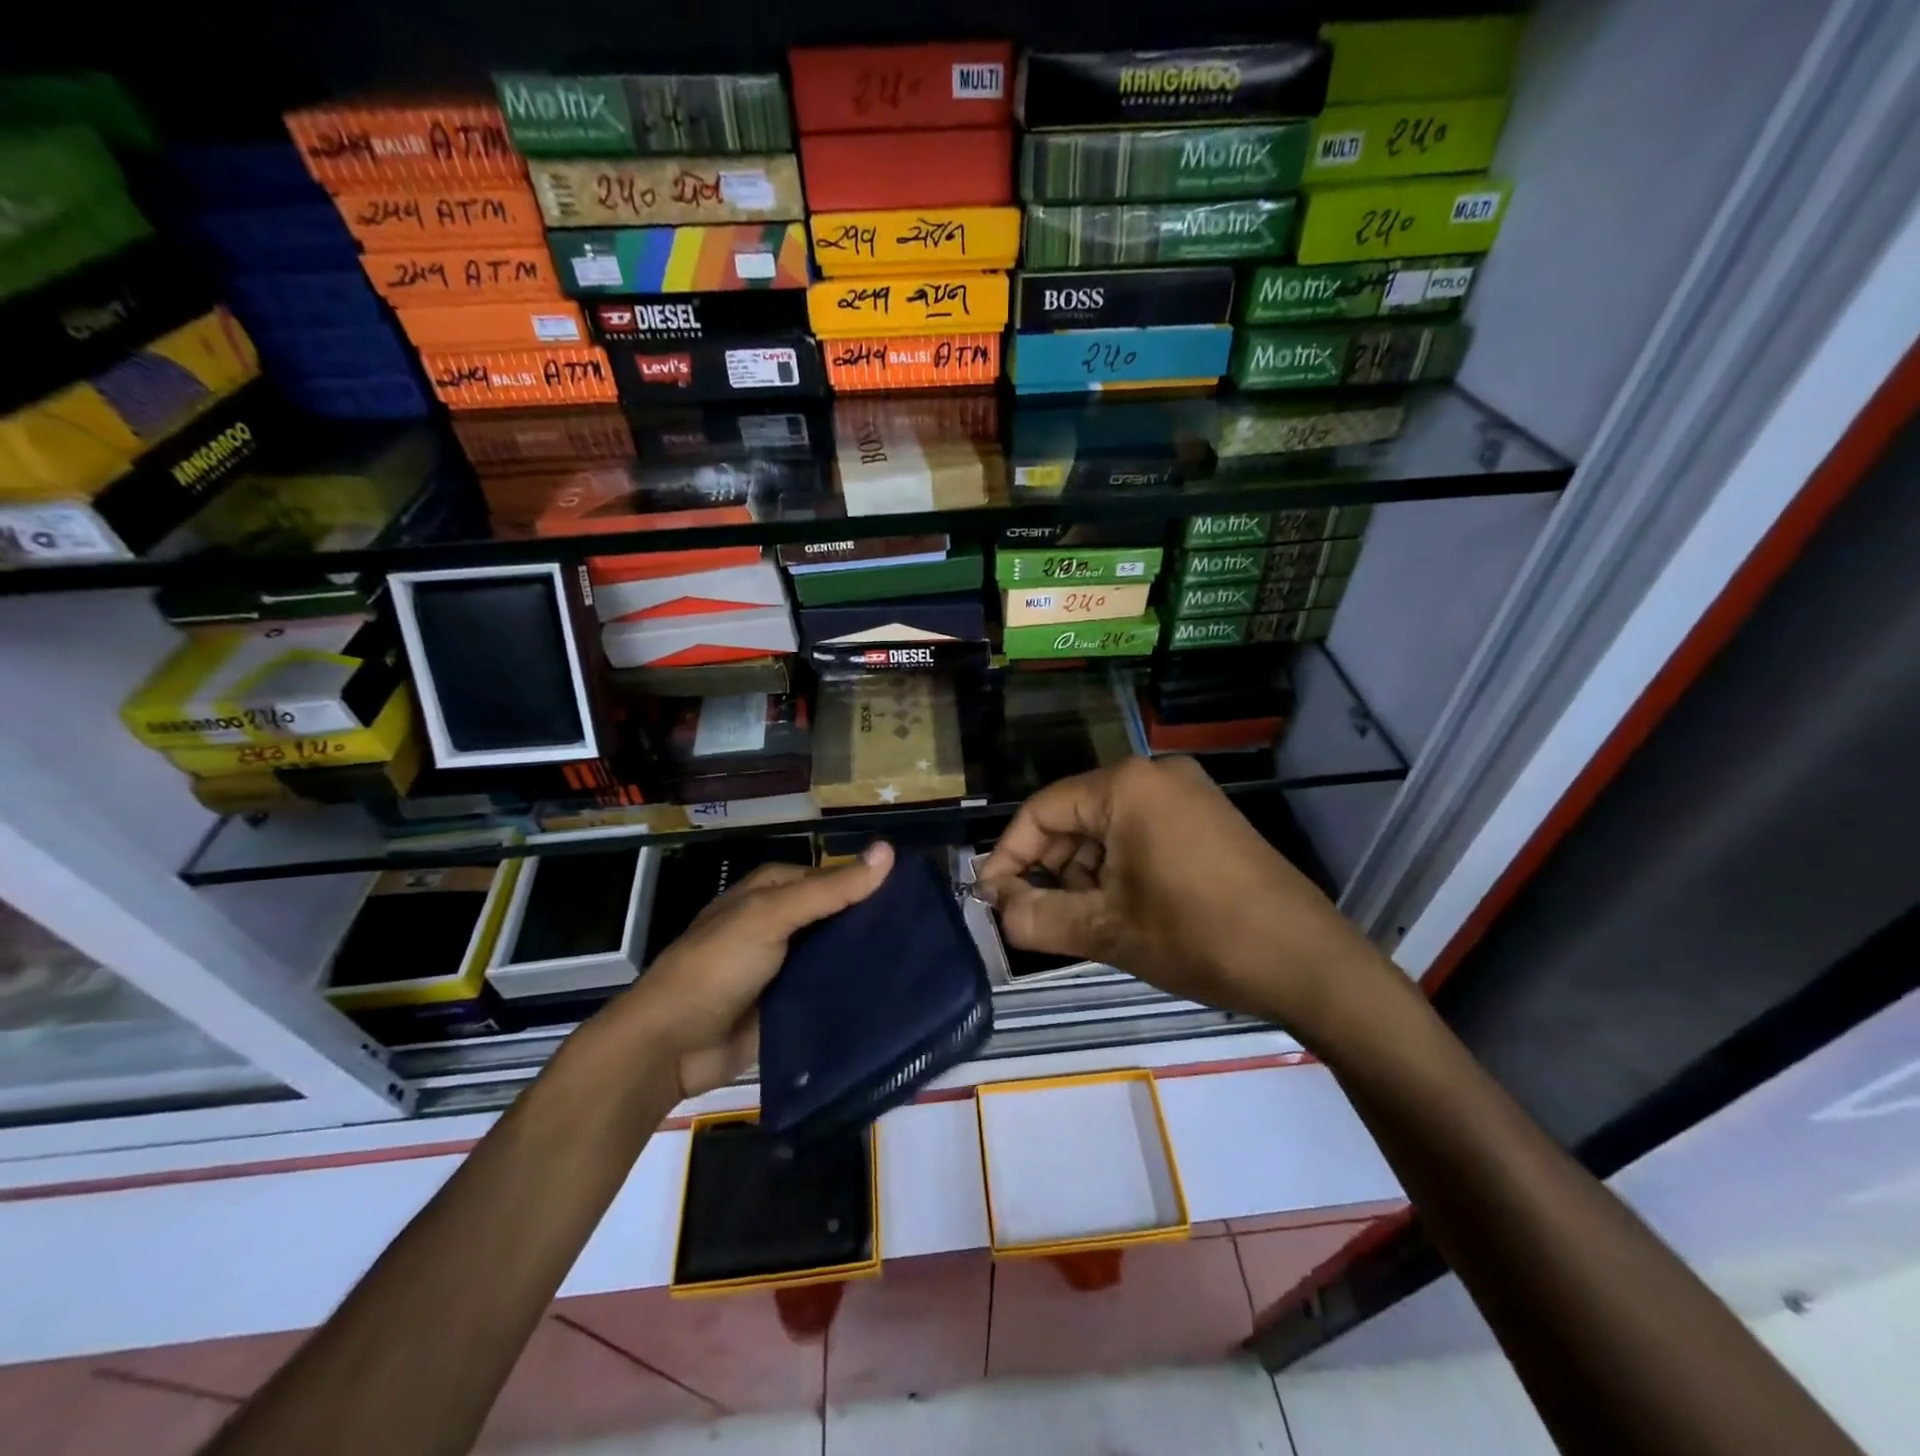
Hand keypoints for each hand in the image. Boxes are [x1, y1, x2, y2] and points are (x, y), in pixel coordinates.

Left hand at [610, 841, 894, 1097]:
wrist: (670, 1046)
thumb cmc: (717, 966)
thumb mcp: (771, 916)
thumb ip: (830, 889)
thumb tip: (888, 850)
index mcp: (773, 890)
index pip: (834, 878)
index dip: (871, 884)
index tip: (918, 897)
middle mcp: (781, 922)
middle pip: (837, 917)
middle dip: (873, 924)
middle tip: (926, 936)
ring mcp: (785, 966)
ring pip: (836, 955)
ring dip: (867, 960)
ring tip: (920, 965)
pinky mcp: (789, 1005)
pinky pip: (828, 992)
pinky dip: (853, 992)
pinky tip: (892, 997)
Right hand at [974, 759, 1389, 1042]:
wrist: (1308, 962)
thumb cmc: (1198, 937)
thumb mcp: (1106, 931)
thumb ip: (1036, 916)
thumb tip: (995, 906)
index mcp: (1126, 787)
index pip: (1042, 810)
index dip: (1009, 856)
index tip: (990, 899)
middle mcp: (1155, 776)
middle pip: (1075, 817)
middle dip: (1051, 868)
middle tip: (1038, 918)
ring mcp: (1187, 794)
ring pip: (1108, 829)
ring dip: (1086, 874)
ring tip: (1087, 923)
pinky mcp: (1207, 819)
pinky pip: (1141, 834)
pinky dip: (1120, 869)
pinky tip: (1122, 910)